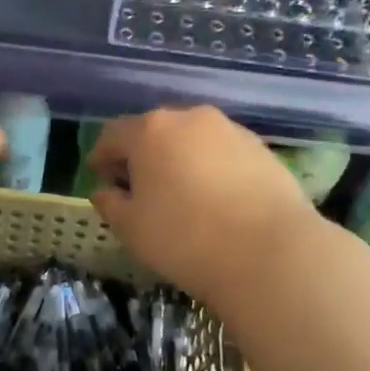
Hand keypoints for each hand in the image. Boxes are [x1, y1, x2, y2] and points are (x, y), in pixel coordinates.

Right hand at [89, 107, 316, 303]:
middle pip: (154, 130)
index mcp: (149, 131)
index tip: (99, 176)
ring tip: (179, 192)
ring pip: (191, 139)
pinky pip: (221, 152)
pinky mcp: (260, 147)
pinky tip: (215, 197)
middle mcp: (189, 118)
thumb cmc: (185, 238)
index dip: (102, 155)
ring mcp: (229, 129)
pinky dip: (210, 167)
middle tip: (138, 186)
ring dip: (178, 158)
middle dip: (141, 154)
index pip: (113, 134)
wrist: (270, 252)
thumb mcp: (132, 228)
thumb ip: (111, 204)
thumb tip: (105, 191)